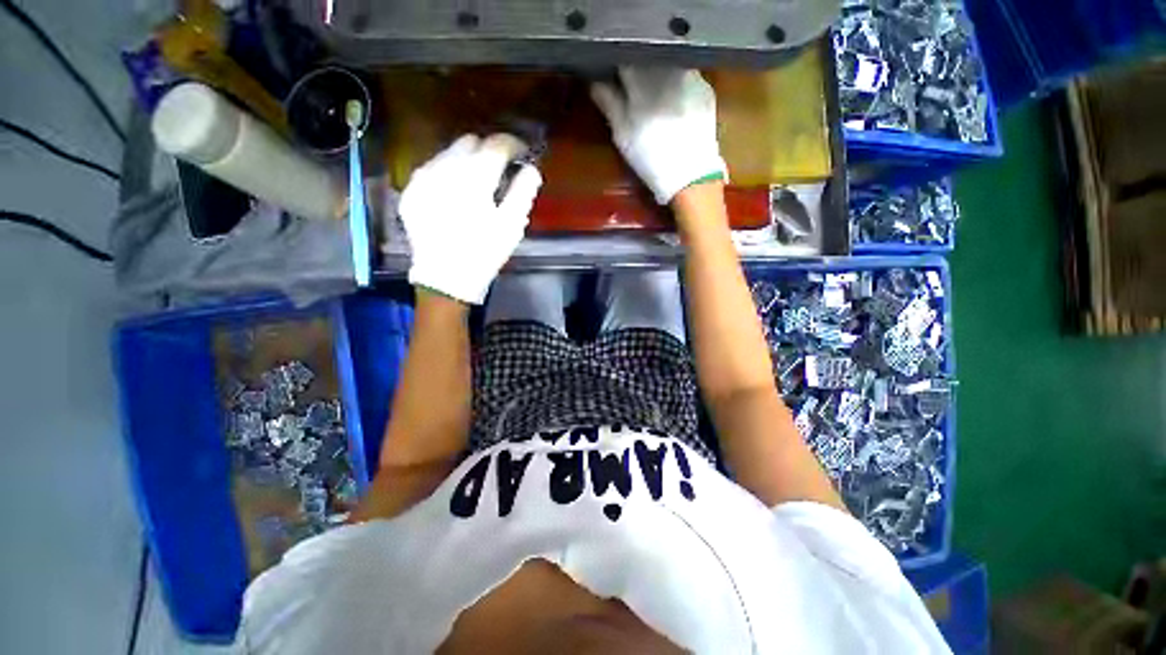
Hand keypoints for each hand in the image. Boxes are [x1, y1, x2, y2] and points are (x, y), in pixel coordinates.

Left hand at [399, 134, 541, 304]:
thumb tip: (531, 169)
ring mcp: (423, 178)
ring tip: (477, 185)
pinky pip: (432, 170)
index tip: (523, 155)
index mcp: (475, 175)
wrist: (445, 278)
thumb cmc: (484, 252)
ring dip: (467, 162)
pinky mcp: (411, 191)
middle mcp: (445, 167)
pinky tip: (455, 196)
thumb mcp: (512, 224)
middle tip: (500, 172)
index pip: (497, 144)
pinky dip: (448, 175)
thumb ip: (523, 191)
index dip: (514, 145)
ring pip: (449, 154)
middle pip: (470, 142)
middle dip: (488, 151)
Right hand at [591, 68, 725, 204]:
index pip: (625, 57)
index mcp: (642, 79)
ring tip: (654, 93)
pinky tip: (674, 102)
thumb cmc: (650, 157)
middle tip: (632, 84)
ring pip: (668, 64)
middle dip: (638, 65)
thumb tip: (594, 81)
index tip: (612, 72)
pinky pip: (686, 76)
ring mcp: (690, 75)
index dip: (616, 62)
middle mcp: (667, 68)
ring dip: (659, 72)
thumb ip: (609, 103)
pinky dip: (677, 83)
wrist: (690, 174)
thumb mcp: (622, 135)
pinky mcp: (705, 87)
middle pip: (649, 56)